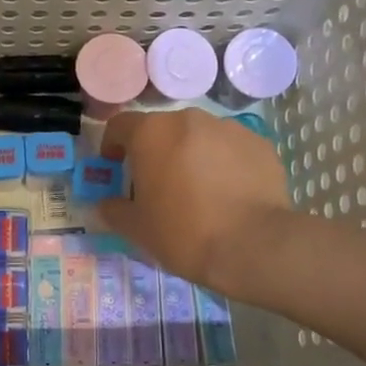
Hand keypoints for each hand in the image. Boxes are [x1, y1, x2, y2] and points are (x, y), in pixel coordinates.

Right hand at [96, 109, 292, 293]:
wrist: (253, 246)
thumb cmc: (184, 233)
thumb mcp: (137, 229)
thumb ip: (114, 210)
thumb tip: (106, 204)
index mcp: (152, 133)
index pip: (120, 126)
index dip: (112, 145)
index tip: (115, 167)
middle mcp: (189, 120)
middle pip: (162, 129)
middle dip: (155, 152)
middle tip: (157, 185)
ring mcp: (229, 128)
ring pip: (199, 137)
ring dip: (191, 155)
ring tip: (198, 191)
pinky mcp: (259, 144)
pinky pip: (230, 149)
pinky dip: (224, 164)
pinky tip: (229, 194)